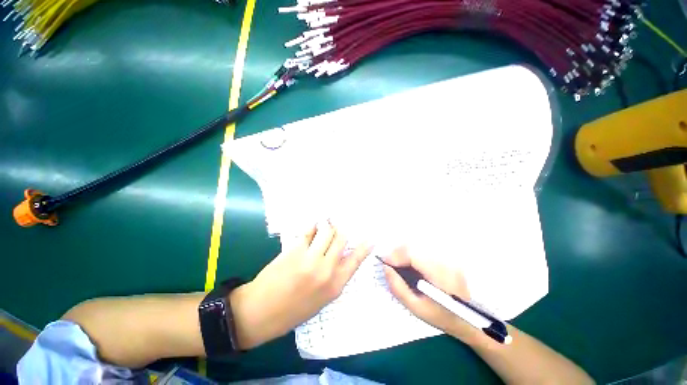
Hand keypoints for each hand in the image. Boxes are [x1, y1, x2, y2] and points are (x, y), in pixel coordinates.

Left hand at [230, 221, 371, 348]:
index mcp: (335, 285)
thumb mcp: (322, 299)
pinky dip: (312, 226)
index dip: (364, 247)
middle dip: (340, 230)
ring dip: (326, 225)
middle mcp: (326, 269)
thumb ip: (335, 276)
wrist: (262, 312)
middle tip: (336, 227)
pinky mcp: (295, 250)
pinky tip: (312, 227)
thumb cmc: (294, 309)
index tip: (370, 238)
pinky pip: (309, 230)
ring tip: (322, 226)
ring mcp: (310, 258)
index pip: (356, 260)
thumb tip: (342, 255)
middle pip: (341, 238)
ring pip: (326, 230)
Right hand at [383, 247, 480, 343]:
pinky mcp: (446, 256)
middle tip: (389, 264)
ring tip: (397, 264)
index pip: (413, 255)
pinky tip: (409, 263)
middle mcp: (444, 261)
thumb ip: (398, 288)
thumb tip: (385, 268)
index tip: (384, 262)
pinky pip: (423, 250)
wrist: (470, 318)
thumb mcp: (416, 308)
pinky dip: (412, 253)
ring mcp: (447, 256)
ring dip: (404, 252)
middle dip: (397, 253)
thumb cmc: (442, 316)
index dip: (395, 255)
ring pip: (418, 246)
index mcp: (440, 275)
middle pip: (414, 247)